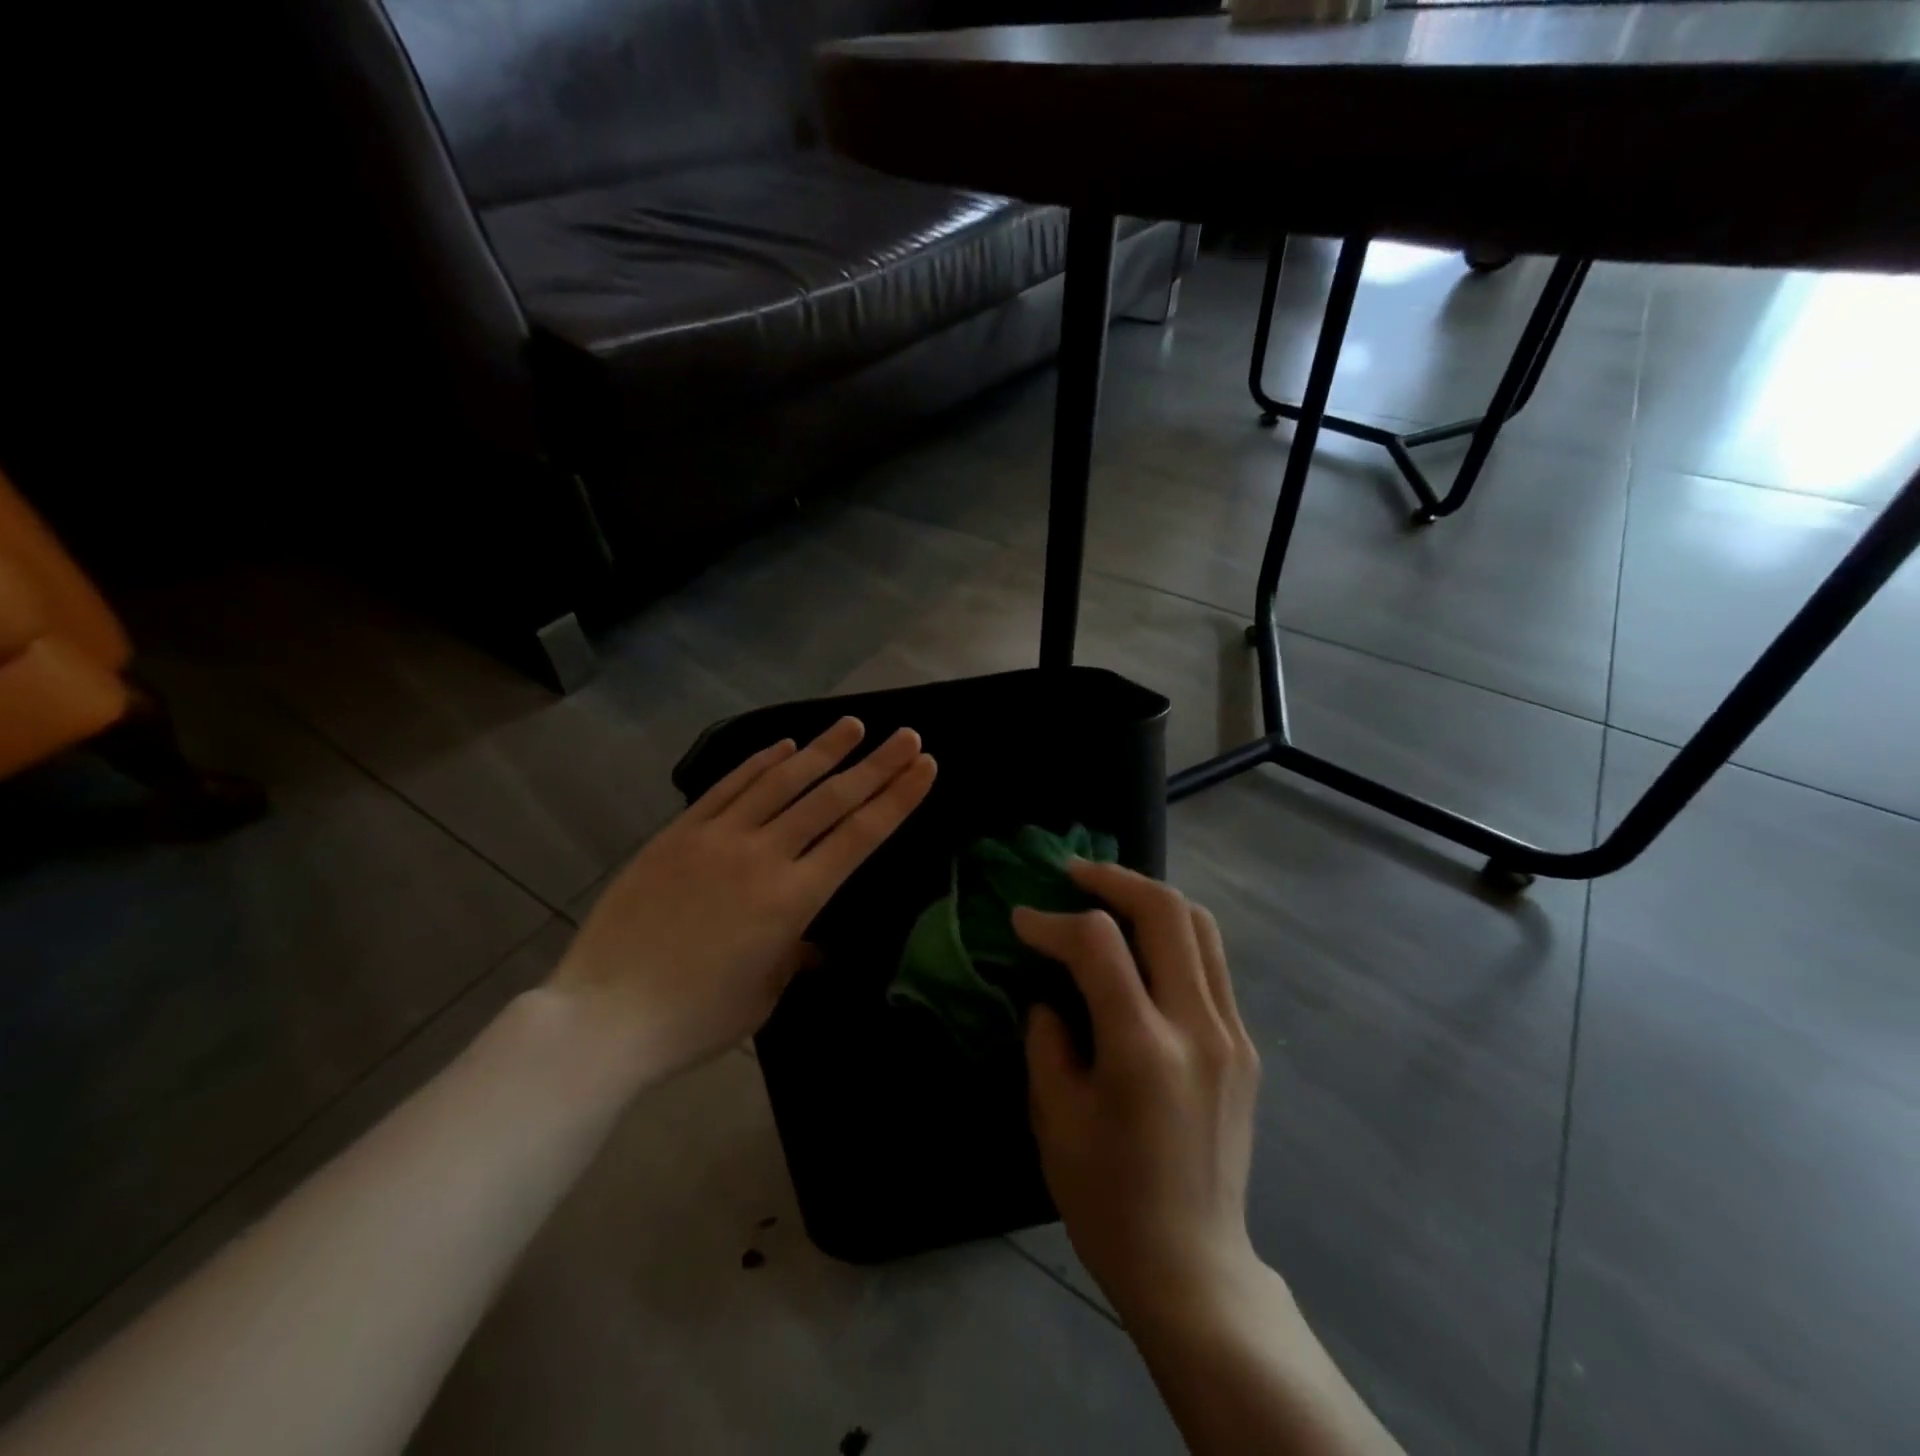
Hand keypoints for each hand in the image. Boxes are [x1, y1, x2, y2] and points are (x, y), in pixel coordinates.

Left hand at [551, 717, 935, 1084]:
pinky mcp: (679, 834)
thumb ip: (794, 955)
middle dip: (875, 765)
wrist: (603, 1016)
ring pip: (781, 781)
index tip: (924, 767)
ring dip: (822, 751)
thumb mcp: (764, 994)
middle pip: (830, 799)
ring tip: (852, 725)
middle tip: (906, 736)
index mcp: (793, 900)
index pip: (859, 836)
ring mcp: (717, 838)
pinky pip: (728, 787)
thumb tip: (811, 940)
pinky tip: (784, 745)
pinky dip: (760, 763)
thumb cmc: (694, 1019)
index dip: (897, 798)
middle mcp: (762, 856)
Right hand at [1014, 862, 1261, 1323]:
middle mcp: (1198, 1028)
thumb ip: (1047, 1038)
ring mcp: (1231, 1034)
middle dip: (1113, 879)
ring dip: (1149, 896)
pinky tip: (1141, 946)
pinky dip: (1172, 933)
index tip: (1022, 920)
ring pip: (1199, 925)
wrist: (1193, 1266)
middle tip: (1072, 873)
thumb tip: (1050, 991)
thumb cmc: (1108, 1201)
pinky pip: (1210, 962)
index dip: (1052, 922)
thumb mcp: (1054, 1118)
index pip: (1097, 945)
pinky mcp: (1244, 1045)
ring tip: (1108, 894)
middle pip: (1166, 911)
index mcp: (1144, 1051)